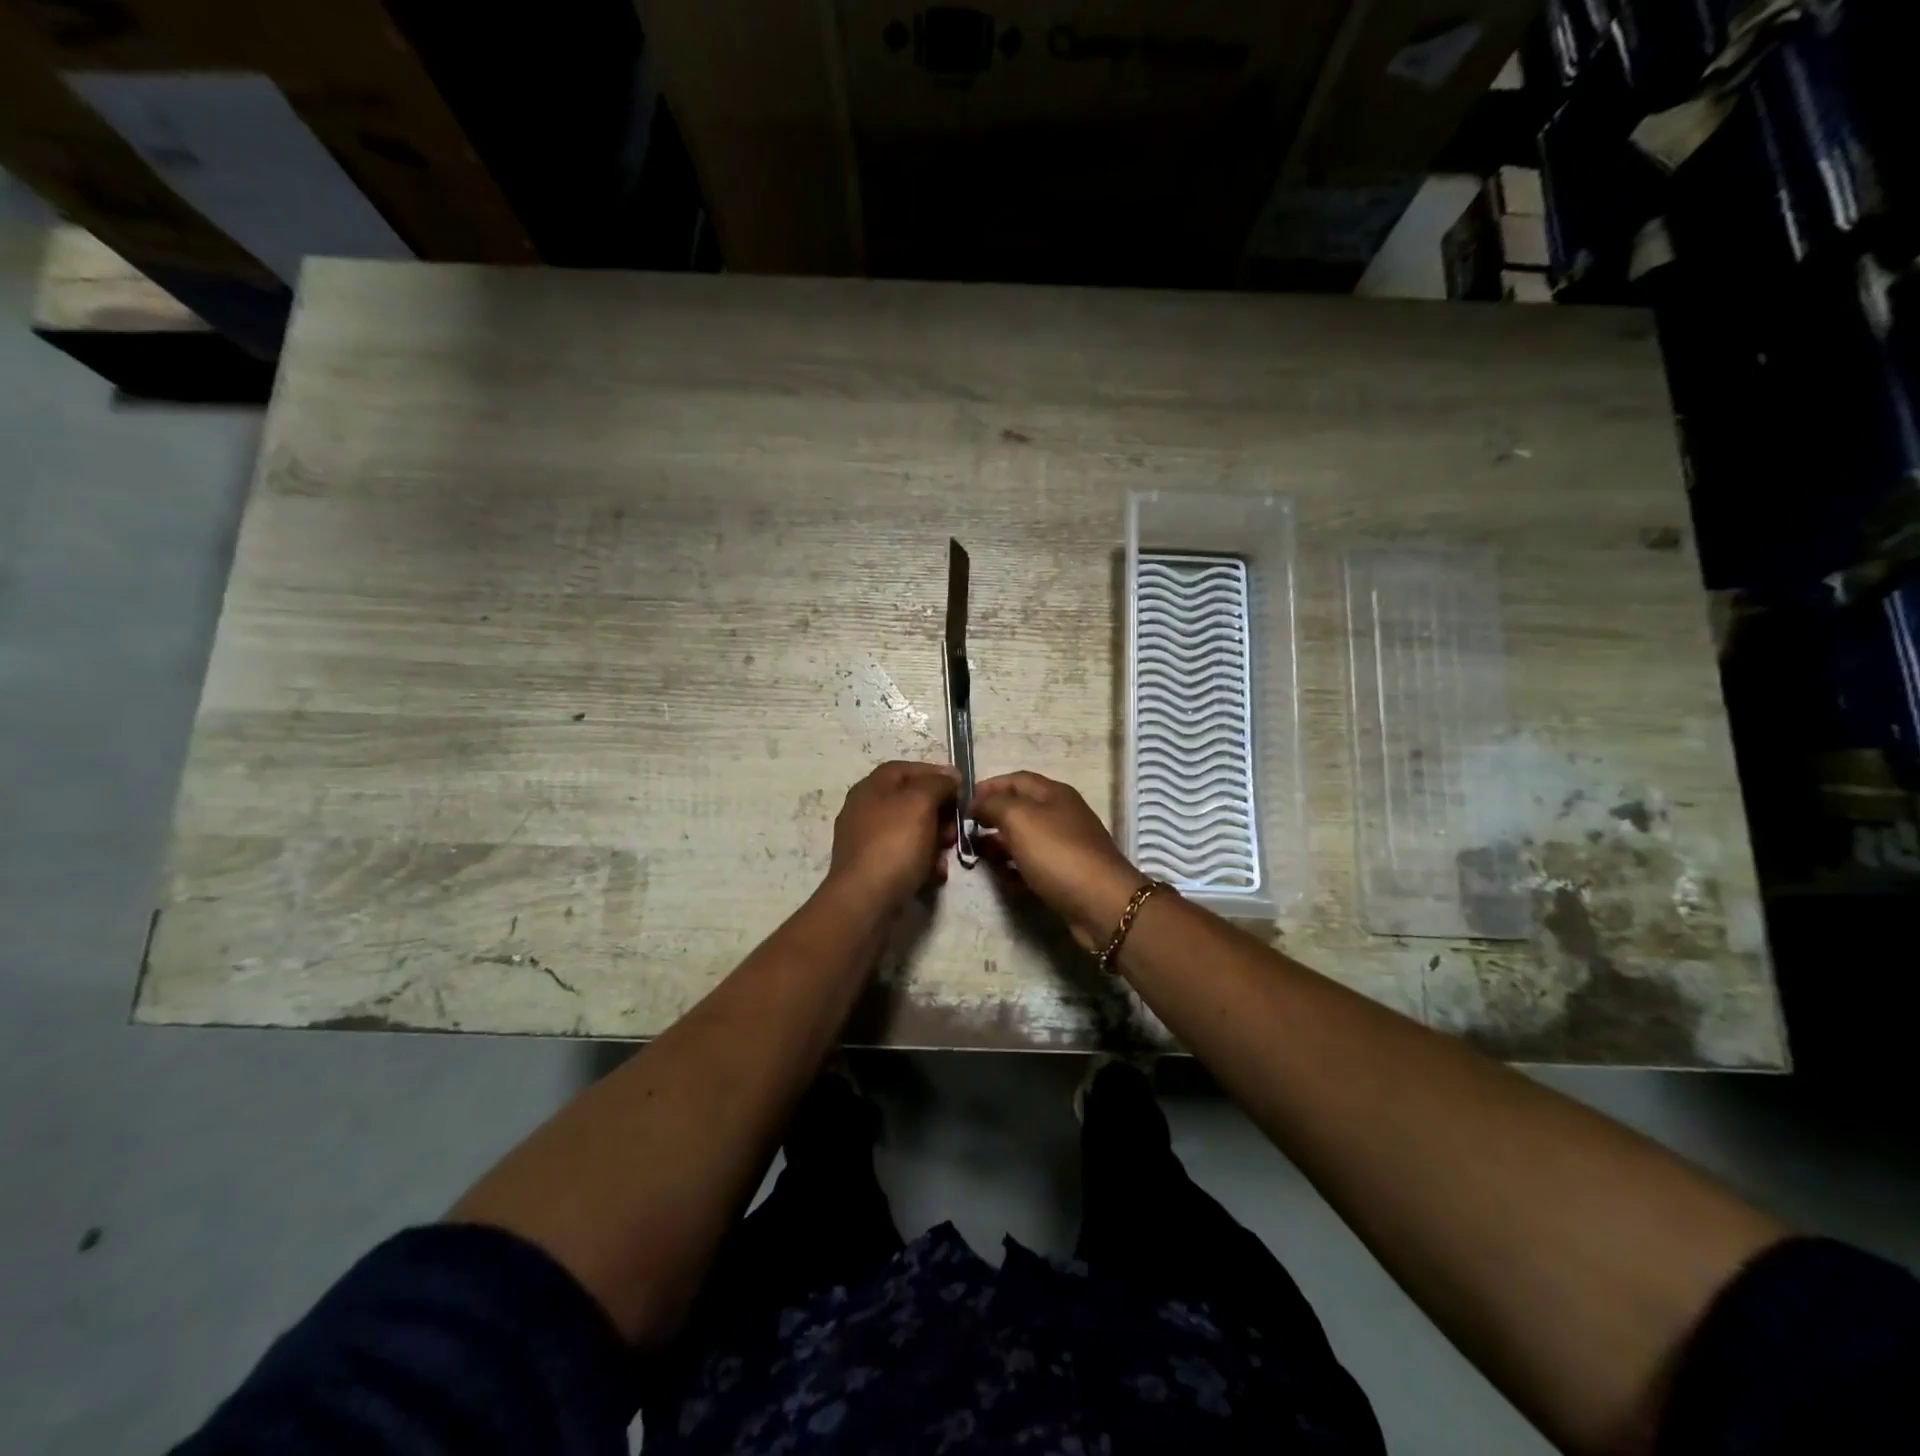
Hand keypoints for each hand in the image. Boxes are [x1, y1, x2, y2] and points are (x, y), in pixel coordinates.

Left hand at [825, 761, 960, 911]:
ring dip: (936, 839)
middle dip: (939, 811)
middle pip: (910, 801)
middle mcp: (865, 811)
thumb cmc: (893, 844)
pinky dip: (923, 862)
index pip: (905, 769)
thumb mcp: (920, 803)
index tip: (961, 787)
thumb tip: (950, 776)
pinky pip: (905, 857)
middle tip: (957, 825)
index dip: (934, 773)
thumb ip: (937, 783)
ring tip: (948, 852)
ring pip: (911, 831)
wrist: (865, 902)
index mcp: (871, 788)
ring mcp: (868, 842)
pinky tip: (936, 874)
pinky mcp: (874, 870)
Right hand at [969, 772, 1148, 950]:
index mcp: (1053, 794)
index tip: (962, 803)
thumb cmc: (1057, 853)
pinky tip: (1003, 881)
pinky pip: (1032, 867)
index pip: (1015, 779)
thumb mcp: (1019, 818)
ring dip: (999, 847)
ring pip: (1023, 840)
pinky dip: (1015, 871)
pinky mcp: (1064, 875)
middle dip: (990, 819)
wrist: (1101, 903)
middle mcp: (1060, 815)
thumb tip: (977, 803)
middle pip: (1018, 810)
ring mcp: (1064, 846)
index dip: (988, 787)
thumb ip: (993, 804)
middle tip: (964, 834)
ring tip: (978, 857)